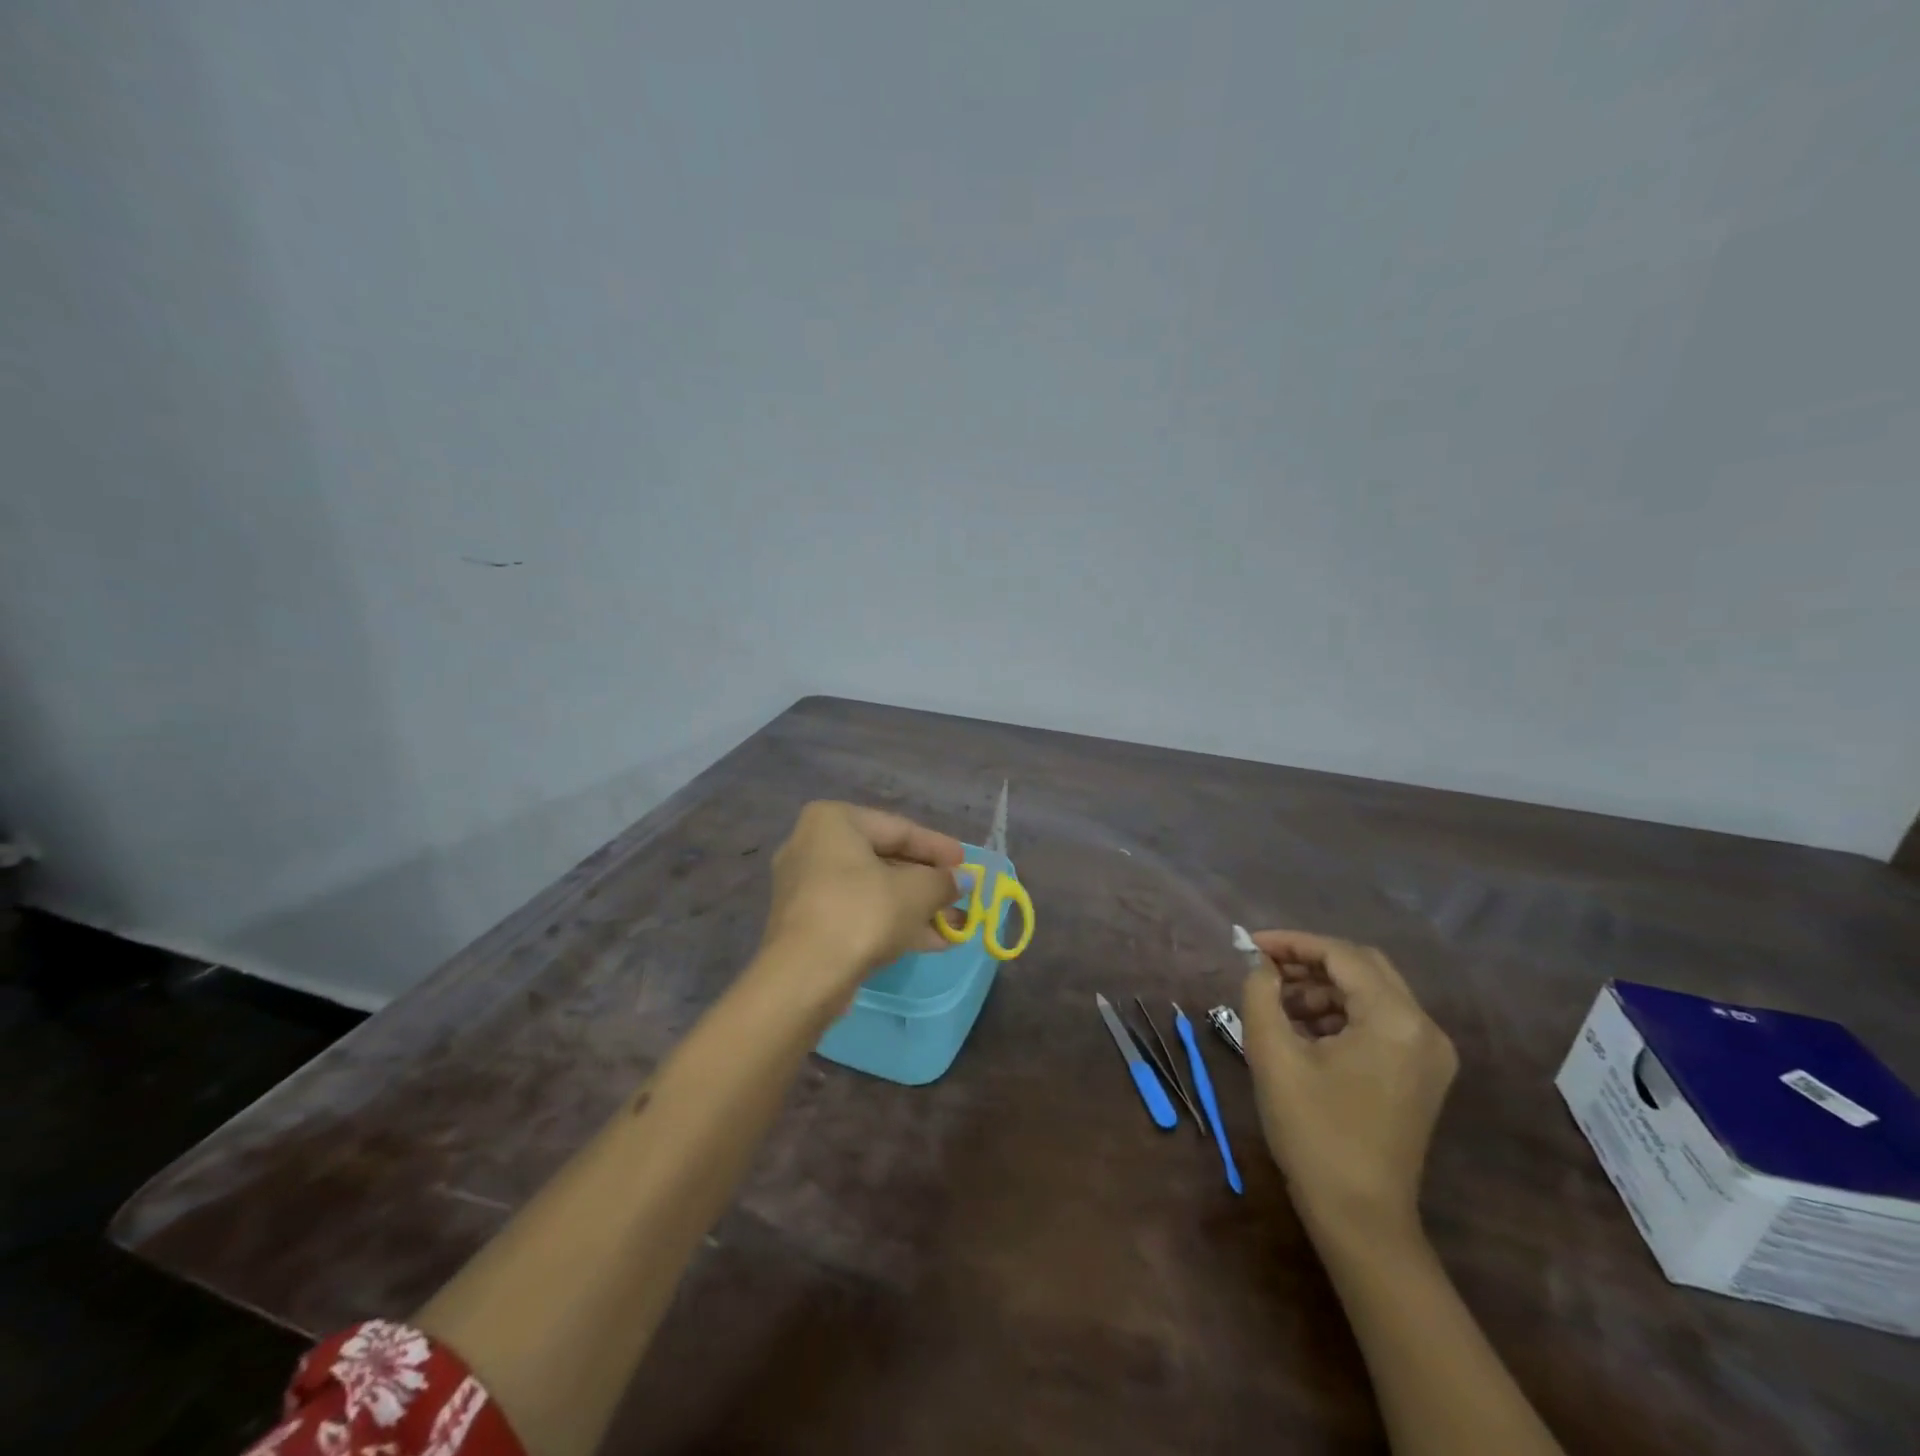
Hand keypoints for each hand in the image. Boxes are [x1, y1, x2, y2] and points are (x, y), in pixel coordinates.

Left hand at [760, 802, 964, 998]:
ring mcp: (806, 887)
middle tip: (962, 896)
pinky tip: (931, 942)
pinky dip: (892, 923)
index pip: (899, 829)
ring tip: (955, 926)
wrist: (805, 977)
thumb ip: (943, 881)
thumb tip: (963, 880)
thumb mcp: (916, 892)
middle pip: (885, 860)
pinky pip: (858, 913)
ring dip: (916, 908)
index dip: (938, 847)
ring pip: (874, 891)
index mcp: (833, 821)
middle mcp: (813, 846)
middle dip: (928, 883)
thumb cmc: (863, 913)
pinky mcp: (807, 924)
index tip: (966, 863)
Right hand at [1240, 930, 1456, 1233]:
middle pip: (1362, 967)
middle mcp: (1424, 1029)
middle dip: (1308, 961)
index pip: (1341, 955)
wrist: (1359, 1217)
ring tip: (1276, 1004)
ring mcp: (1429, 1054)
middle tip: (1263, 969)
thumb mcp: (1273, 1055)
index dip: (1292, 943)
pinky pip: (1379, 1021)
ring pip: (1371, 993)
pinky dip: (1340, 1013)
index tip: (1249, 945)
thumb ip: (1260, 994)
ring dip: (1322, 988)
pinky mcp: (1422, 1074)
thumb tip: (1258, 963)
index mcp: (1395, 1020)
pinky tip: (1303, 1030)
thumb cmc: (1313, 1132)